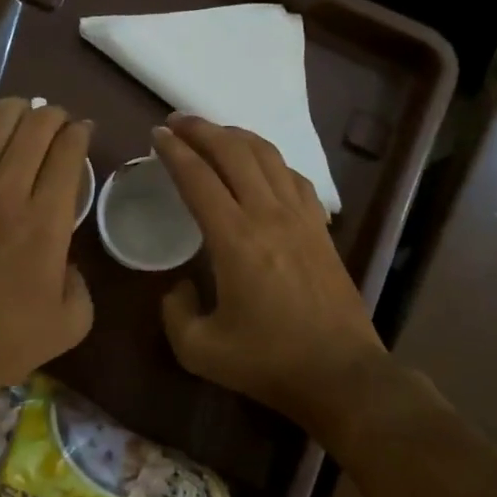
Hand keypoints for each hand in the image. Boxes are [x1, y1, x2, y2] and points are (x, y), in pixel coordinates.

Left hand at [0, 98, 93, 407]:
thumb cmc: (4, 343)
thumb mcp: (71, 322)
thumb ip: (81, 282)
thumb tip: (66, 259)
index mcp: (47, 220)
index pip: (67, 151)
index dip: (79, 132)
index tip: (83, 131)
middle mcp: (6, 191)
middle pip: (34, 126)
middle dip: (52, 115)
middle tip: (57, 121)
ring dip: (15, 112)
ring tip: (23, 115)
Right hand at [152, 115, 387, 429]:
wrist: (341, 374)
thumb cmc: (268, 362)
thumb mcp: (200, 350)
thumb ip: (175, 312)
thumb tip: (179, 286)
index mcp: (235, 239)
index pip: (199, 178)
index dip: (174, 152)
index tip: (156, 135)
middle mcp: (269, 216)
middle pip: (234, 153)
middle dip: (202, 130)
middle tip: (177, 121)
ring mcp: (302, 218)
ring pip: (268, 157)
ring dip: (237, 137)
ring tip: (214, 133)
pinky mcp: (322, 229)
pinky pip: (295, 178)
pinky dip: (271, 161)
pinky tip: (262, 166)